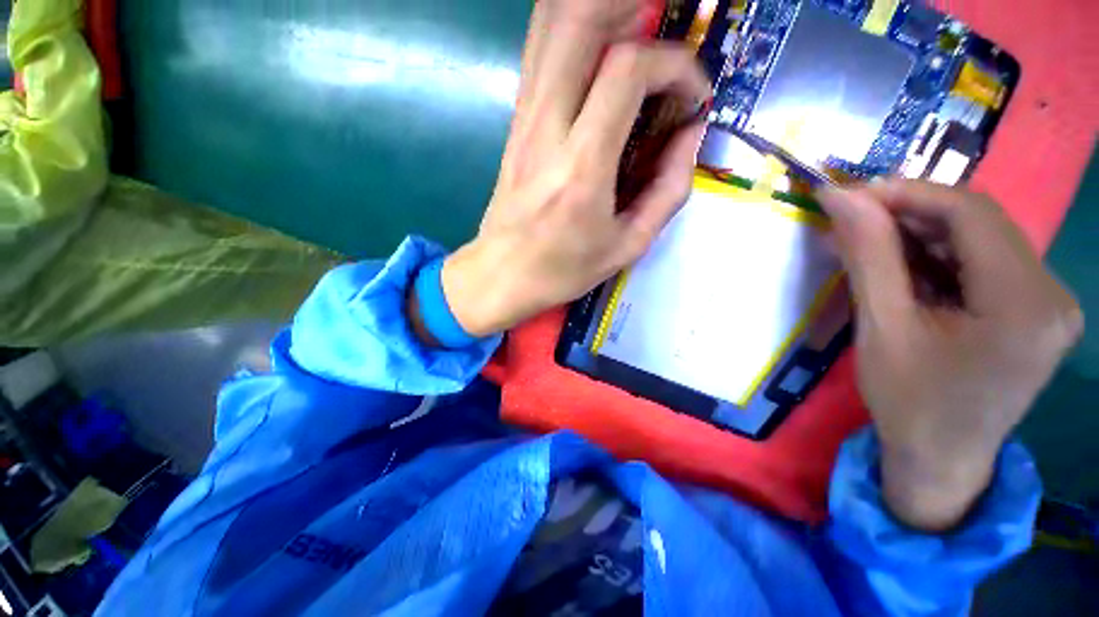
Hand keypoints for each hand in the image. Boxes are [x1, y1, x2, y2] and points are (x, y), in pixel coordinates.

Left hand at [434, 0, 710, 337]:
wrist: (502, 275)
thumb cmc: (563, 269)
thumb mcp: (629, 245)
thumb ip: (669, 189)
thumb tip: (689, 134)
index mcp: (581, 167)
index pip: (629, 70)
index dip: (675, 67)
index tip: (693, 99)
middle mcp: (547, 128)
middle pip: (580, 19)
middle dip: (634, 8)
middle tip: (669, 35)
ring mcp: (524, 120)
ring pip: (552, 23)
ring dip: (601, 11)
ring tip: (641, 29)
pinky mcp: (515, 122)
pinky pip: (540, 51)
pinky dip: (574, 30)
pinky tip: (602, 50)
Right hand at [818, 180, 1082, 531]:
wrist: (941, 461)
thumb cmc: (908, 403)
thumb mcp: (881, 328)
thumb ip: (868, 256)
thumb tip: (841, 196)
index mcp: (1025, 305)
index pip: (972, 215)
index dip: (908, 194)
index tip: (850, 195)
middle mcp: (1052, 295)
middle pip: (981, 224)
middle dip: (912, 215)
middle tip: (853, 221)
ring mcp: (1050, 303)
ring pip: (982, 241)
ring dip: (922, 236)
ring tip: (872, 248)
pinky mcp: (1036, 312)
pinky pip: (986, 264)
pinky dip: (940, 258)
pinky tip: (907, 273)